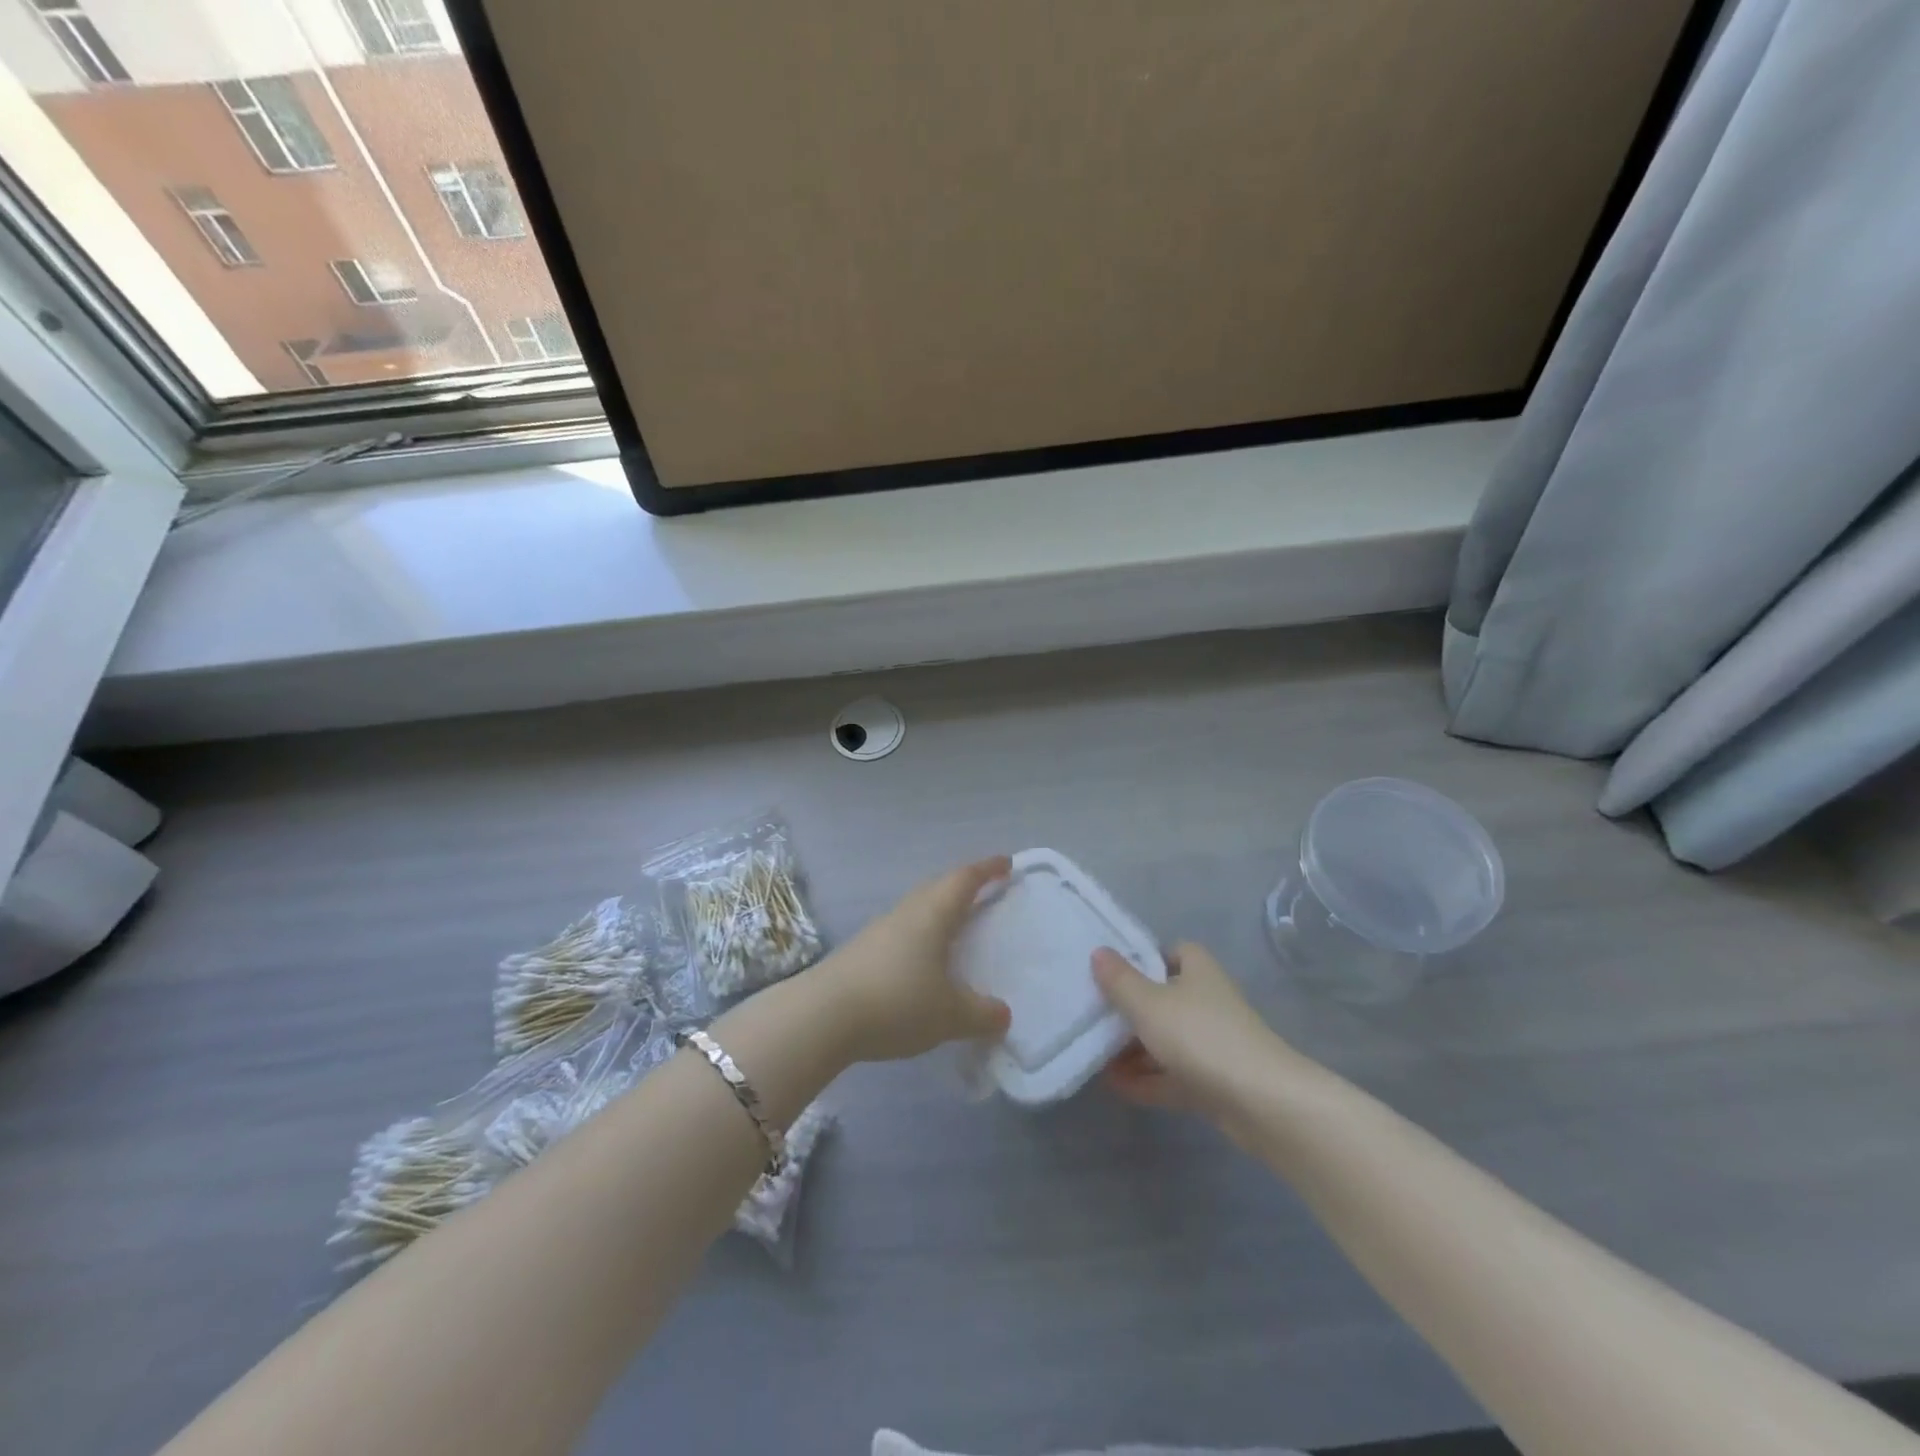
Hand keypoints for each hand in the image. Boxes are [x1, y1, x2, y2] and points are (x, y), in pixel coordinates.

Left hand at [815, 856, 1013, 1063]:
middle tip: (984, 891)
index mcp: (932, 914)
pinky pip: (901, 932)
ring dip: (939, 911)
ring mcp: (879, 931)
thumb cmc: (896, 1002)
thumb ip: (981, 1014)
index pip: (964, 880)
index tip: (1006, 862)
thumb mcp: (949, 1014)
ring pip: (917, 909)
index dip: (987, 869)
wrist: (821, 1017)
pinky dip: (920, 936)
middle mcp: (906, 913)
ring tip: (955, 926)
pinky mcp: (861, 952)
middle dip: (963, 886)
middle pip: (938, 888)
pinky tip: (922, 961)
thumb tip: (1003, 1014)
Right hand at [1093, 943, 1293, 1136]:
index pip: (1176, 953)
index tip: (1116, 971)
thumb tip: (1099, 952)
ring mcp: (1213, 1045)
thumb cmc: (1201, 1036)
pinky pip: (1173, 1076)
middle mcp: (1208, 1003)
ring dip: (1134, 1049)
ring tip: (1095, 1055)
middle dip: (1132, 1010)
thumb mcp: (1149, 1004)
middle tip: (1094, 1016)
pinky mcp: (1214, 1083)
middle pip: (1165, 999)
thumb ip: (1120, 981)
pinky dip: (1146, 1080)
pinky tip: (1115, 1086)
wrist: (1262, 1102)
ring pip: (1167, 1040)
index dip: (1148, 959)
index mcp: (1199, 973)